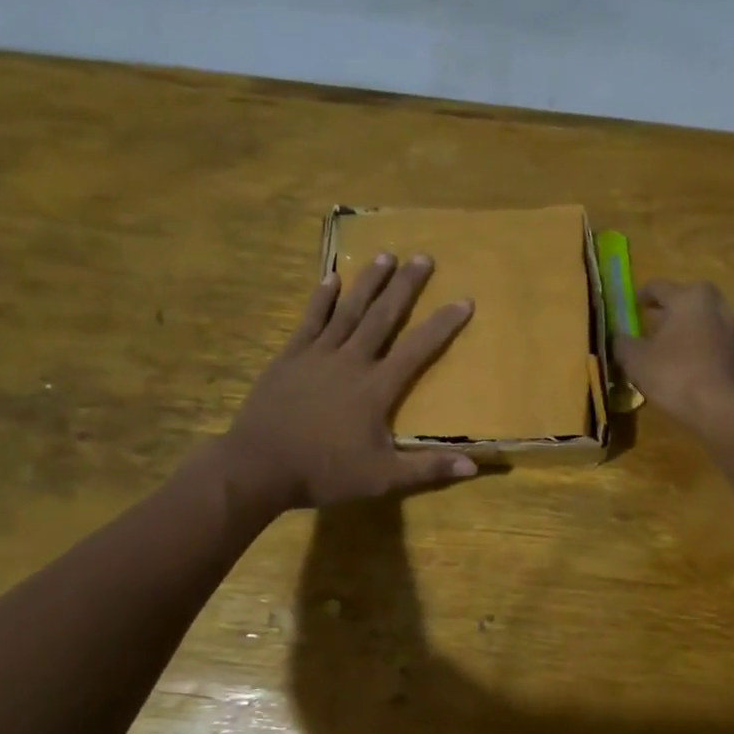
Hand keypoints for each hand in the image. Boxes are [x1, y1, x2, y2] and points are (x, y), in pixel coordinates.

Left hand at [225, 254, 476, 509]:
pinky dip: (322, 298)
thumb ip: (428, 468)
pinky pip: (310, 320)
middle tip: (423, 257)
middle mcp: (351, 361)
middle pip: (384, 316)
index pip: (419, 349)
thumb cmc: (324, 472)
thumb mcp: (382, 477)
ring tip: (385, 255)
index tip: (464, 300)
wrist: (259, 467)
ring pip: (348, 310)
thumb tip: (474, 466)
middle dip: (405, 286)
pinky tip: (330, 278)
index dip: (443, 324)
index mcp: (377, 387)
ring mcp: (318, 355)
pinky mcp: (290, 357)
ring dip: (368, 282)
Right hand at [613, 280, 733, 439]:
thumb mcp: (637, 360)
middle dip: (667, 312)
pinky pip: (715, 344)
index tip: (631, 307)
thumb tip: (618, 336)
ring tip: (667, 350)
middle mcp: (716, 305)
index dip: (641, 296)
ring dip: (686, 331)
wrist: (728, 410)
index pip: (658, 287)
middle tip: (650, 327)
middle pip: (686, 301)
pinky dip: (701, 349)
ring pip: (703, 322)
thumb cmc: (677, 375)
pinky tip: (688, 368)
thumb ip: (623, 343)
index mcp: (689, 298)